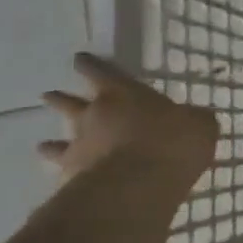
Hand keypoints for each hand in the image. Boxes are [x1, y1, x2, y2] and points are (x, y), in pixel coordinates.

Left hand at [40, 52, 219, 189]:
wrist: (141, 183)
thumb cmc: (173, 143)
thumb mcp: (199, 125)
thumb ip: (194, 120)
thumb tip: (197, 119)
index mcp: (124, 94)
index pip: (101, 72)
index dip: (90, 65)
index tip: (79, 59)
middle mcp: (95, 115)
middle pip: (70, 103)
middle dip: (60, 99)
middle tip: (48, 95)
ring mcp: (80, 146)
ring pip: (58, 141)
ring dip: (51, 143)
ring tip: (42, 146)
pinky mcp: (73, 177)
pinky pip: (62, 172)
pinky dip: (61, 174)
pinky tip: (59, 180)